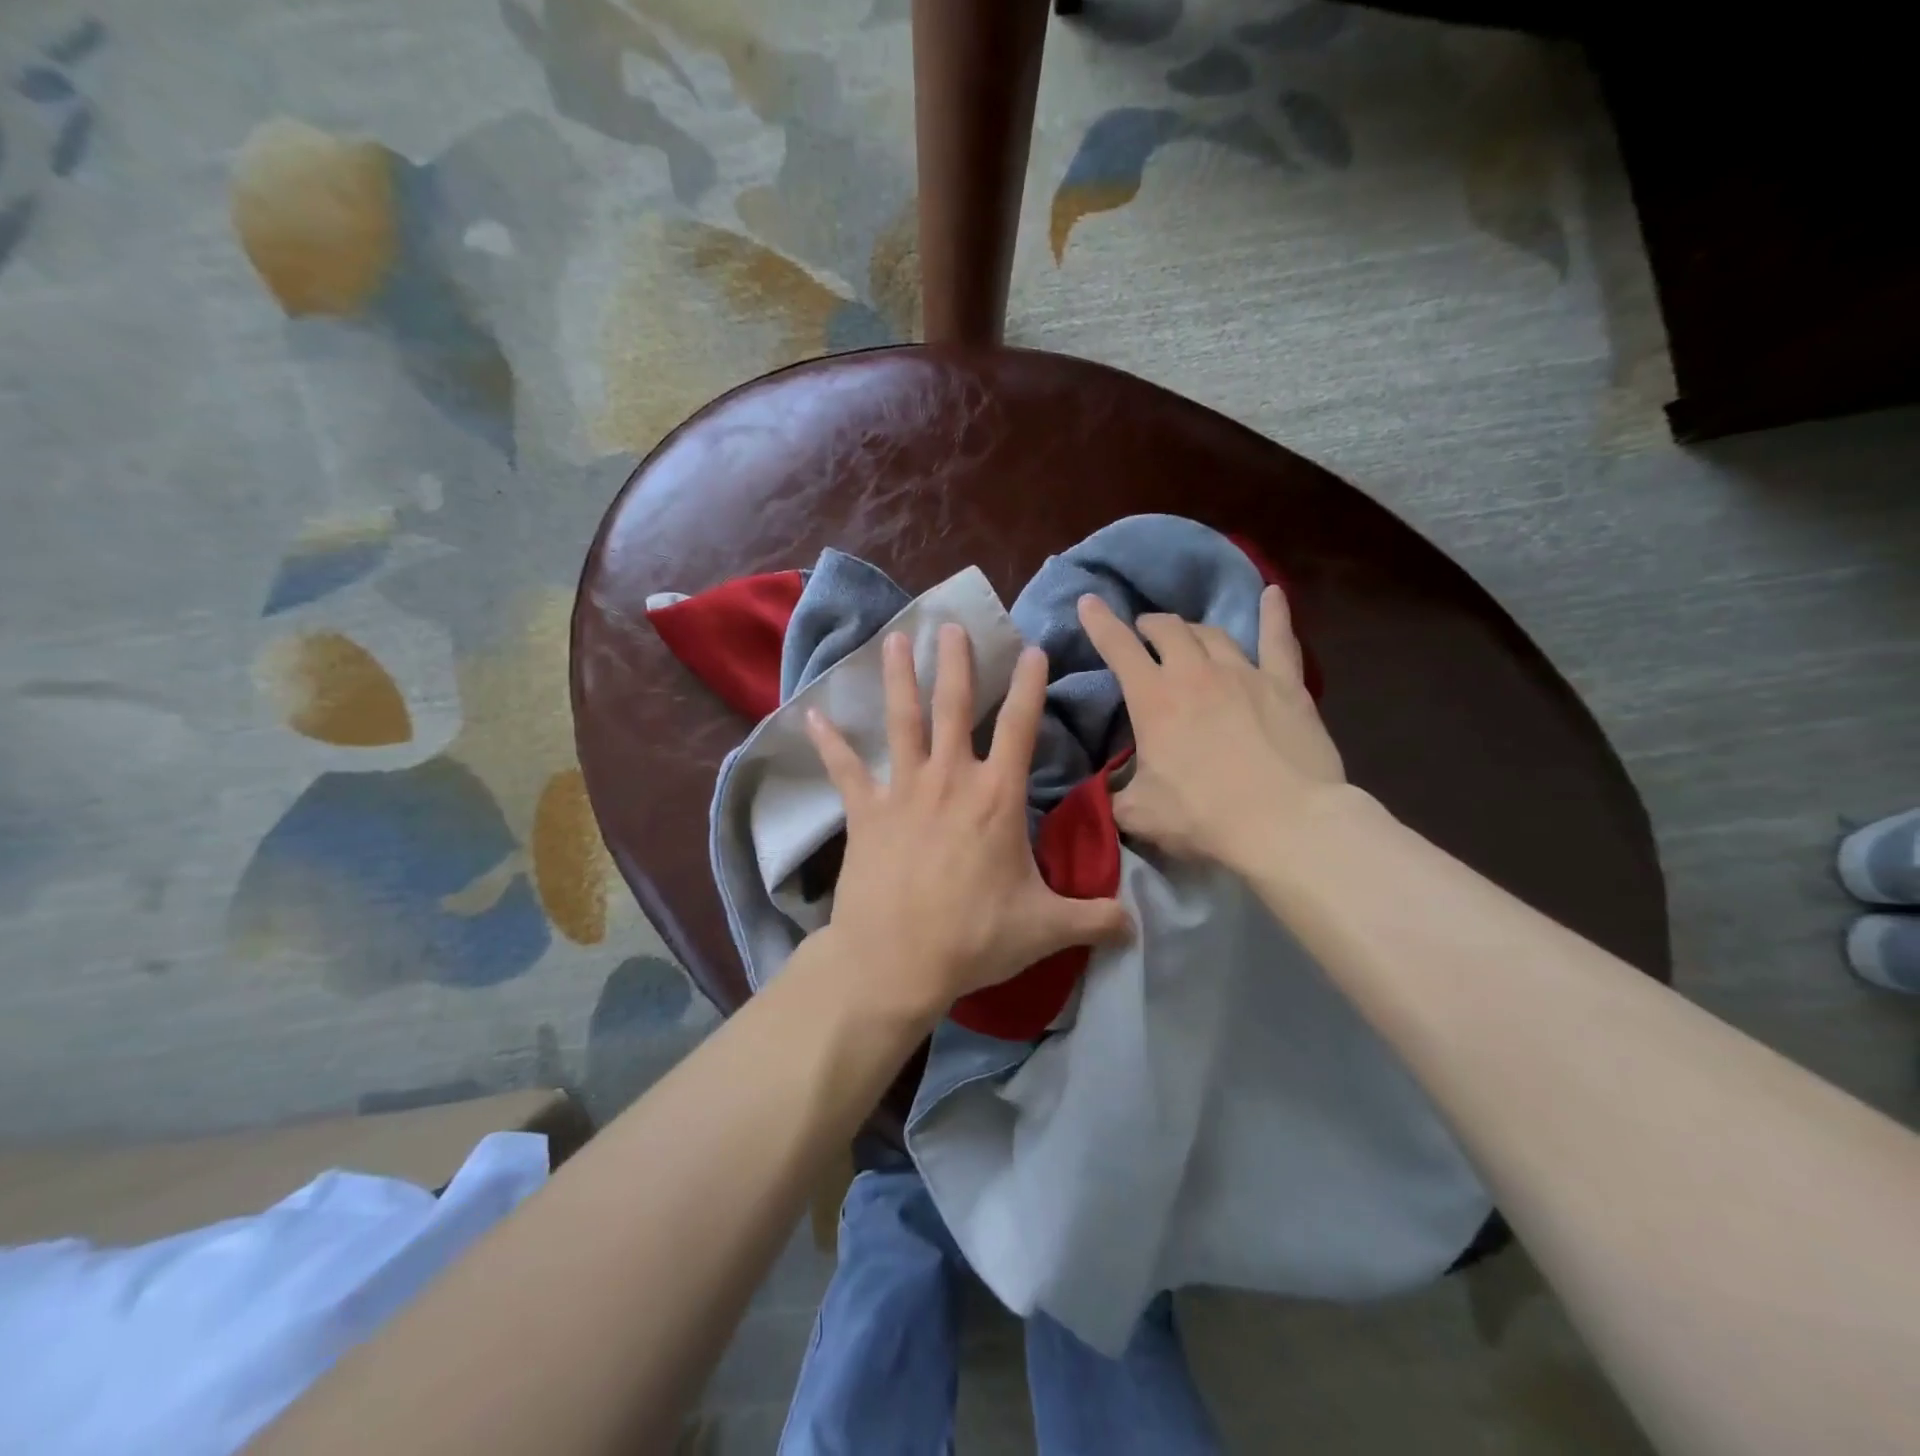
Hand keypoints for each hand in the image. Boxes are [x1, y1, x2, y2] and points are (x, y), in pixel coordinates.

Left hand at [805, 624, 1131, 1014]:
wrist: (895, 961)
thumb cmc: (975, 938)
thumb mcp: (1046, 929)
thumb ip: (1095, 919)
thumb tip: (1137, 925)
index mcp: (996, 797)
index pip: (1020, 728)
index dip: (1029, 686)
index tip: (1033, 650)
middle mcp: (950, 780)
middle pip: (954, 707)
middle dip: (956, 663)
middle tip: (951, 625)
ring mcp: (903, 791)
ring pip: (902, 722)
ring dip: (898, 678)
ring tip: (894, 639)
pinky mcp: (865, 813)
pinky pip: (845, 769)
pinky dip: (829, 742)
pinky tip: (812, 714)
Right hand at [1077, 586, 1346, 869]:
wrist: (1284, 823)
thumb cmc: (1203, 817)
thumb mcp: (1139, 814)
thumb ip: (1114, 796)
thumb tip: (1105, 793)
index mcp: (1153, 699)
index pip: (1118, 648)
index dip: (1099, 622)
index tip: (1088, 601)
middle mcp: (1195, 673)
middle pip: (1168, 630)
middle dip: (1150, 625)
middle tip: (1144, 632)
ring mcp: (1244, 673)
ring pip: (1212, 633)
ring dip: (1193, 629)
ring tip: (1187, 633)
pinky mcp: (1286, 684)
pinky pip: (1279, 639)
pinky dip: (1274, 614)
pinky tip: (1273, 593)